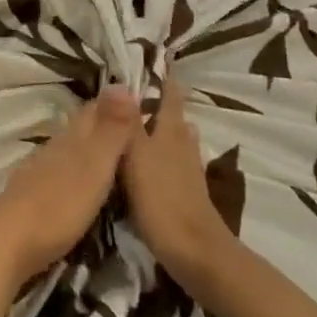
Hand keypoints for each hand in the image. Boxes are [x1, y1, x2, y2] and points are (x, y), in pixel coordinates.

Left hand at [0, 87, 137, 291]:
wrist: (6, 244)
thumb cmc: (58, 205)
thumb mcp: (93, 166)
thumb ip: (109, 129)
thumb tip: (121, 83)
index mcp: (70, 139)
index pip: (94, 110)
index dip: (114, 103)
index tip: (138, 99)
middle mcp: (53, 149)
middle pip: (79, 129)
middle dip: (102, 124)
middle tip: (130, 126)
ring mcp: (38, 173)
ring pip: (67, 150)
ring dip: (87, 148)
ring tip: (109, 154)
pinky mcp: (30, 198)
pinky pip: (58, 174)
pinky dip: (73, 172)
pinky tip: (77, 183)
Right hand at [122, 87, 237, 288]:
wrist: (195, 252)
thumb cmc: (161, 199)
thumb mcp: (136, 155)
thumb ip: (128, 122)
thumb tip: (121, 83)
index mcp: (170, 132)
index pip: (170, 96)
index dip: (165, 80)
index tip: (156, 63)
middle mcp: (183, 146)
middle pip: (175, 119)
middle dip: (161, 106)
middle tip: (139, 97)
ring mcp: (188, 172)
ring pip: (177, 142)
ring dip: (163, 132)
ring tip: (143, 127)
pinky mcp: (187, 195)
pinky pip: (174, 165)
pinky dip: (163, 157)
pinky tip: (151, 166)